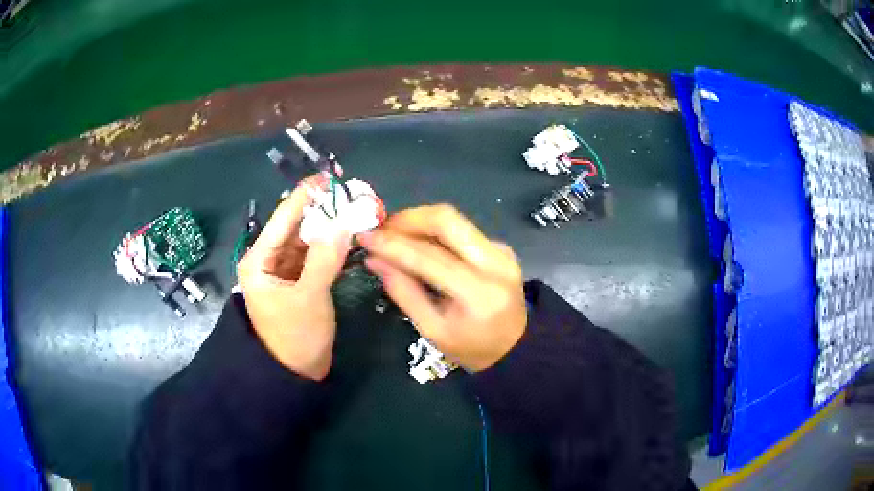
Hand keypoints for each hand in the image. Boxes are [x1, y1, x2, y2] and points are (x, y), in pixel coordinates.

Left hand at [237, 177, 351, 380]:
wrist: (295, 374)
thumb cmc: (294, 338)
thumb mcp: (309, 298)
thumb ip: (324, 259)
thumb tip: (343, 222)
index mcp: (259, 259)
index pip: (283, 217)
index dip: (307, 195)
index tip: (331, 176)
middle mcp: (269, 259)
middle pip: (296, 226)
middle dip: (322, 209)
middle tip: (352, 193)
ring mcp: (284, 270)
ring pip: (308, 239)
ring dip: (329, 226)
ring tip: (355, 209)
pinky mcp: (299, 280)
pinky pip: (315, 254)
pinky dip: (331, 245)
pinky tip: (349, 235)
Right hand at [359, 204, 526, 371]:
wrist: (516, 347)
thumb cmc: (472, 348)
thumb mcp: (433, 331)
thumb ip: (404, 292)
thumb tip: (374, 259)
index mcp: (478, 293)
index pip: (429, 257)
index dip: (393, 244)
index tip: (365, 236)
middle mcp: (495, 262)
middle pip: (447, 220)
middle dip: (408, 219)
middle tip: (381, 229)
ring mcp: (501, 250)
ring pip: (454, 220)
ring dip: (419, 221)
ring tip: (394, 235)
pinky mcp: (501, 246)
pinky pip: (462, 229)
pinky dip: (435, 232)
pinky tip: (420, 244)